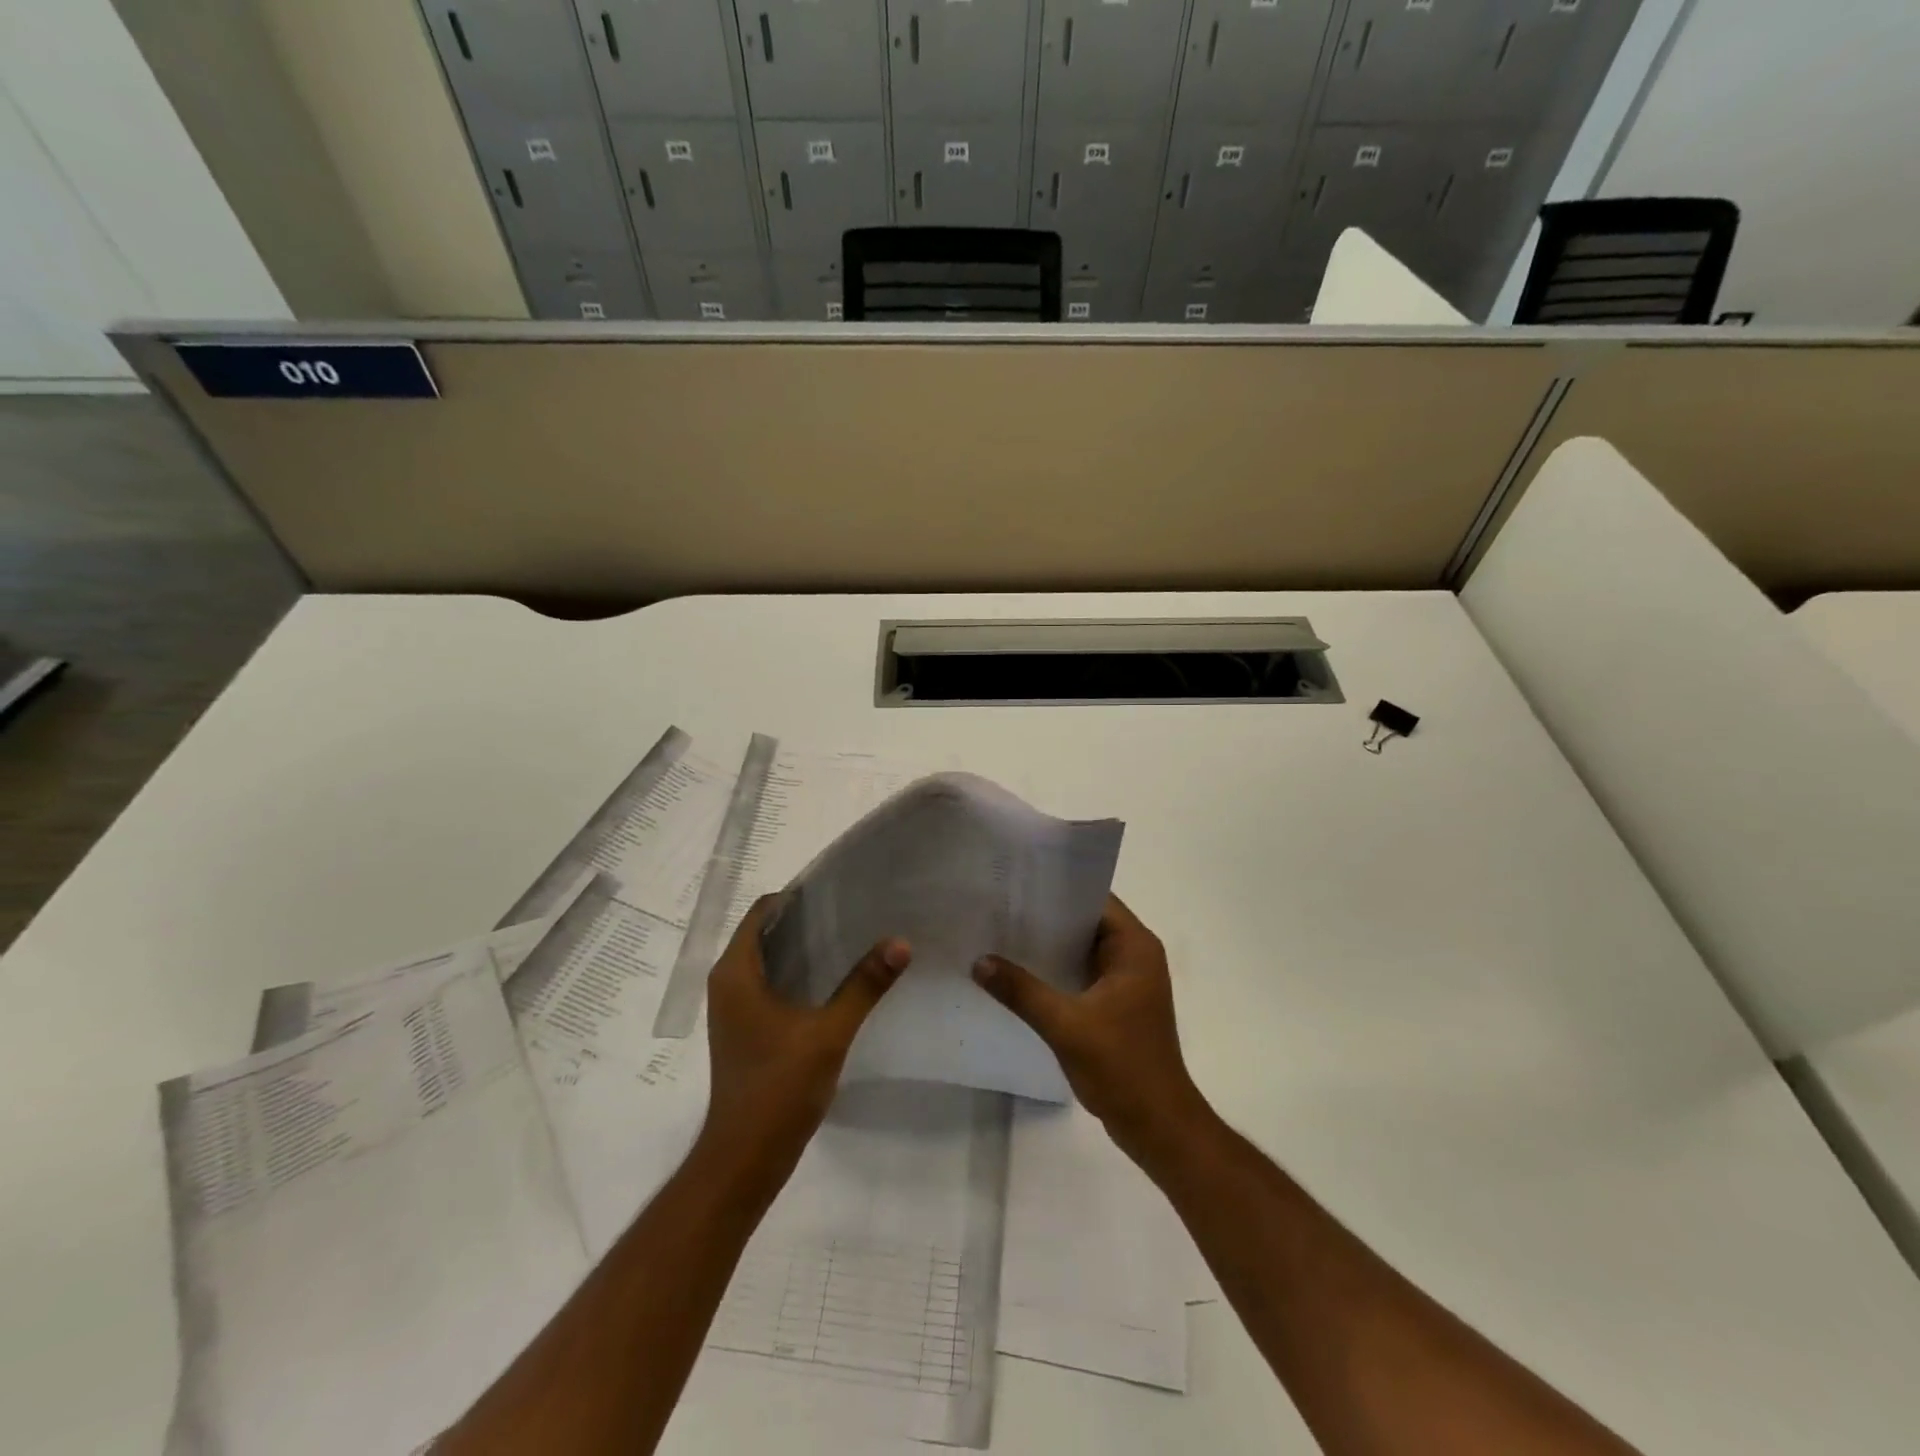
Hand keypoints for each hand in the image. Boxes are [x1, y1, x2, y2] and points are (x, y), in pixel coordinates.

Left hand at [696, 896, 910, 1198]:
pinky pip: (771, 983)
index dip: (797, 895)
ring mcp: (735, 1008)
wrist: (745, 1158)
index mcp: (736, 972)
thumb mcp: (828, 1033)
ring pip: (769, 959)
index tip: (839, 889)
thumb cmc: (777, 1087)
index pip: (762, 911)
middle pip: (766, 932)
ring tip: (851, 936)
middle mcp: (728, 983)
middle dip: (806, 918)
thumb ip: (864, 985)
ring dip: (804, 946)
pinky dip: (798, 972)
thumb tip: (901, 942)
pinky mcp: (746, 1028)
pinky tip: (835, 978)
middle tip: (854, 909)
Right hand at [973, 895, 1208, 1160]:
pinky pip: (1080, 973)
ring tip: (999, 933)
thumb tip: (978, 961)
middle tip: (998, 906)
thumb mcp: (1066, 1025)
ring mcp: (1125, 981)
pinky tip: (1018, 973)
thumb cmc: (1122, 1066)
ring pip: (1080, 948)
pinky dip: (1054, 970)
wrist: (1157, 1125)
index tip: (1015, 883)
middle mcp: (1134, 955)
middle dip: (1044, 916)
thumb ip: (1022, 991)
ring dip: (1047, 945)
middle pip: (1085, 921)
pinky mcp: (1116, 1004)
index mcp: (1135, 947)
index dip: (1056, 888)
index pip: (1094, 898)